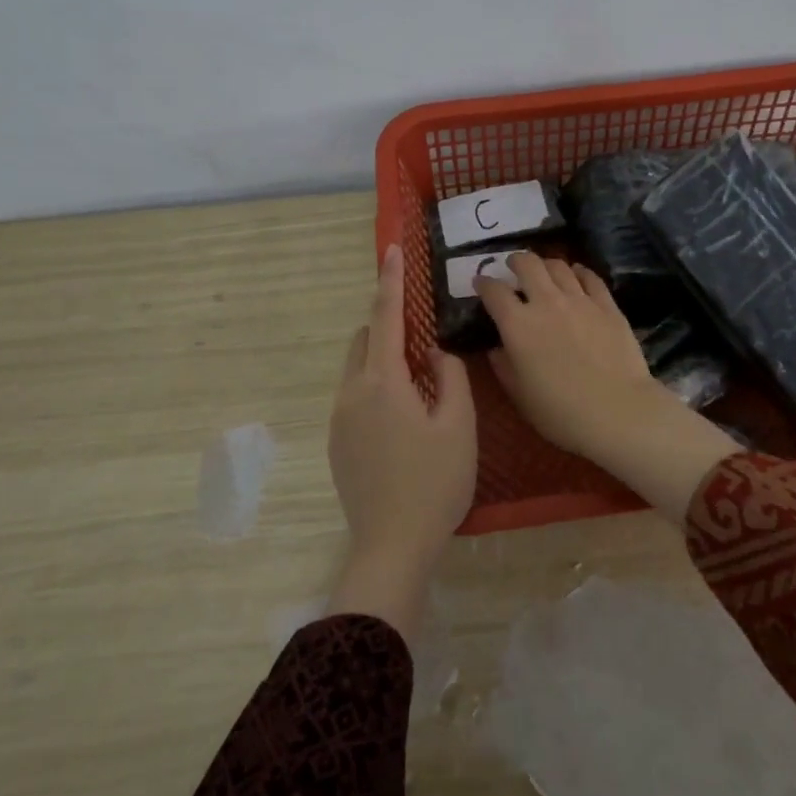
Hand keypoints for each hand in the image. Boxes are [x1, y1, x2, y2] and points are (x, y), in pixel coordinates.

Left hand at [327, 244, 476, 638]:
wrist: (392, 546)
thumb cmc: (434, 483)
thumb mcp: (458, 426)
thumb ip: (450, 378)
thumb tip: (436, 352)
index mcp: (383, 382)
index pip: (386, 316)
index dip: (390, 280)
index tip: (392, 249)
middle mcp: (352, 392)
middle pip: (365, 339)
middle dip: (390, 327)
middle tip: (426, 344)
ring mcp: (339, 419)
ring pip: (358, 369)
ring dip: (384, 361)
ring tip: (420, 388)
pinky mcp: (337, 442)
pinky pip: (355, 396)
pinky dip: (376, 388)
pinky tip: (404, 422)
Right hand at [471, 252, 651, 460]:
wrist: (618, 411)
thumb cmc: (561, 412)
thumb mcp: (520, 395)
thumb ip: (503, 366)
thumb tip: (496, 348)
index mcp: (517, 325)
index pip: (494, 291)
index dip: (483, 283)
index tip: (480, 283)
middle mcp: (546, 302)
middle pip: (527, 264)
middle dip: (516, 261)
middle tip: (513, 267)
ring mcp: (580, 300)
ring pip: (559, 266)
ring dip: (546, 264)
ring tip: (544, 271)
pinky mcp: (607, 305)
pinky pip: (590, 277)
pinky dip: (579, 272)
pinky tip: (577, 274)